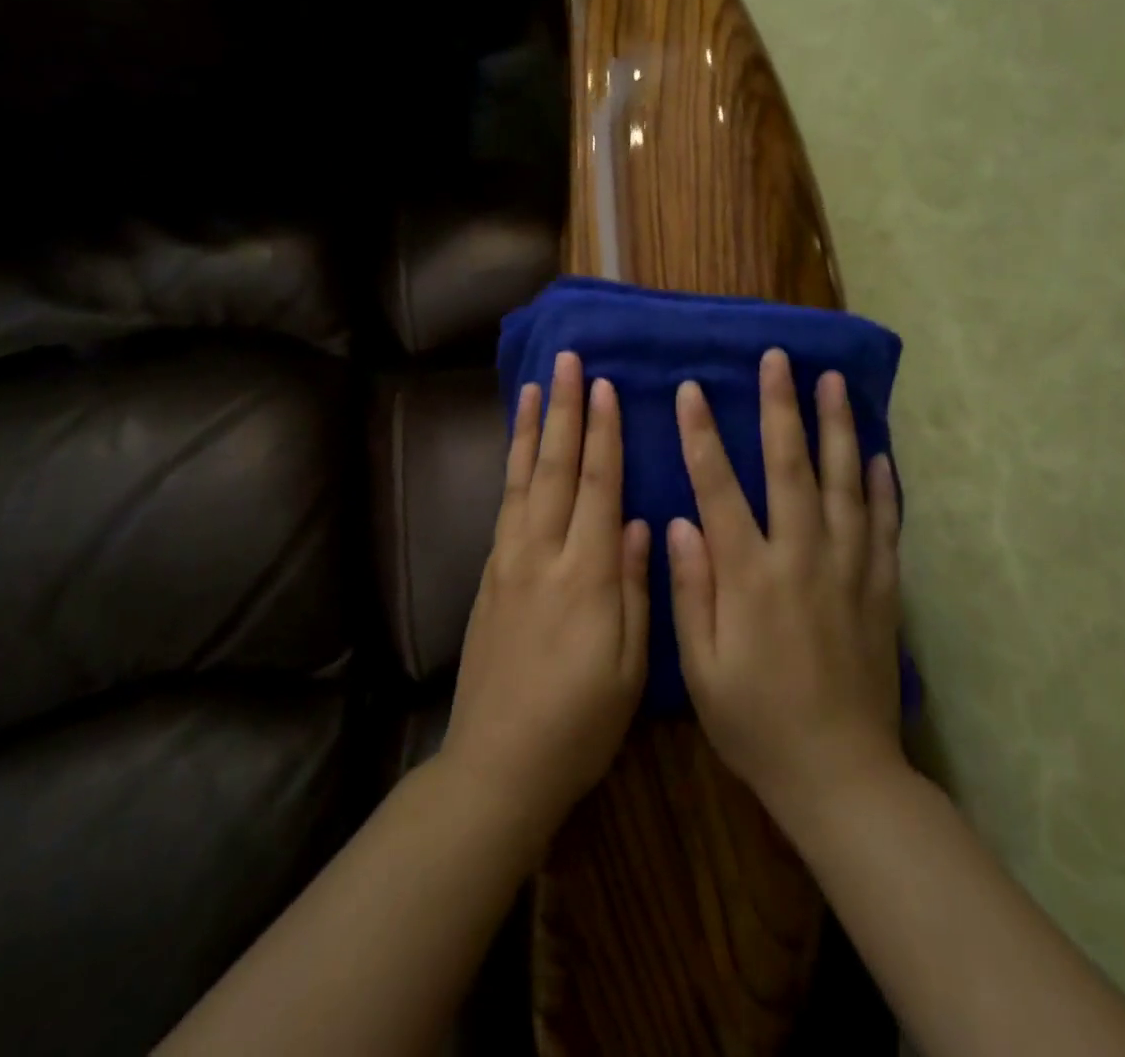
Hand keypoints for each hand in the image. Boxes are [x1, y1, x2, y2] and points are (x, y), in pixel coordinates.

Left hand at [441, 351, 650, 840]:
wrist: (497, 763)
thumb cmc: (579, 722)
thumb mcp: (630, 667)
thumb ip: (633, 587)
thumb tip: (636, 521)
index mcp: (586, 576)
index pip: (598, 486)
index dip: (603, 434)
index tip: (604, 386)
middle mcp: (542, 556)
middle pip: (555, 469)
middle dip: (563, 411)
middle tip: (567, 362)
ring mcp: (508, 563)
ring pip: (521, 480)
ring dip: (529, 429)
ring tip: (533, 386)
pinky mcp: (489, 576)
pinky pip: (503, 506)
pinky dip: (510, 468)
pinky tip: (516, 451)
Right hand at [668, 349, 903, 820]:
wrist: (841, 776)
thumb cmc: (756, 723)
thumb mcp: (702, 668)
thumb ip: (691, 590)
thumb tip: (679, 523)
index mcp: (750, 577)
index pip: (719, 489)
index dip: (703, 436)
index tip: (692, 389)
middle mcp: (802, 559)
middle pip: (791, 468)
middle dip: (782, 408)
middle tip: (779, 359)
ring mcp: (849, 571)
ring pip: (845, 484)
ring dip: (838, 428)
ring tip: (833, 382)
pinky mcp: (882, 590)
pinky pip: (885, 526)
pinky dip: (883, 486)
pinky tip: (879, 453)